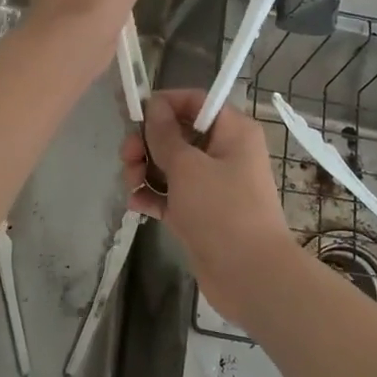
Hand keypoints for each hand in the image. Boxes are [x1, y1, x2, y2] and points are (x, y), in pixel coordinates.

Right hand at [121, 89, 295, 317]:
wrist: (249, 275)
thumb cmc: (222, 210)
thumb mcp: (187, 166)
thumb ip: (164, 134)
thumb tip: (153, 105)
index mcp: (232, 131)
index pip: (195, 101)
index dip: (164, 104)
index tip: (135, 115)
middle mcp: (223, 152)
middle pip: (176, 134)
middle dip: (147, 143)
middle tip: (127, 158)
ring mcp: (211, 185)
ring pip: (169, 165)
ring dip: (144, 171)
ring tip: (131, 186)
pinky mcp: (199, 213)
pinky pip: (169, 194)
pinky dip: (152, 196)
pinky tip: (136, 204)